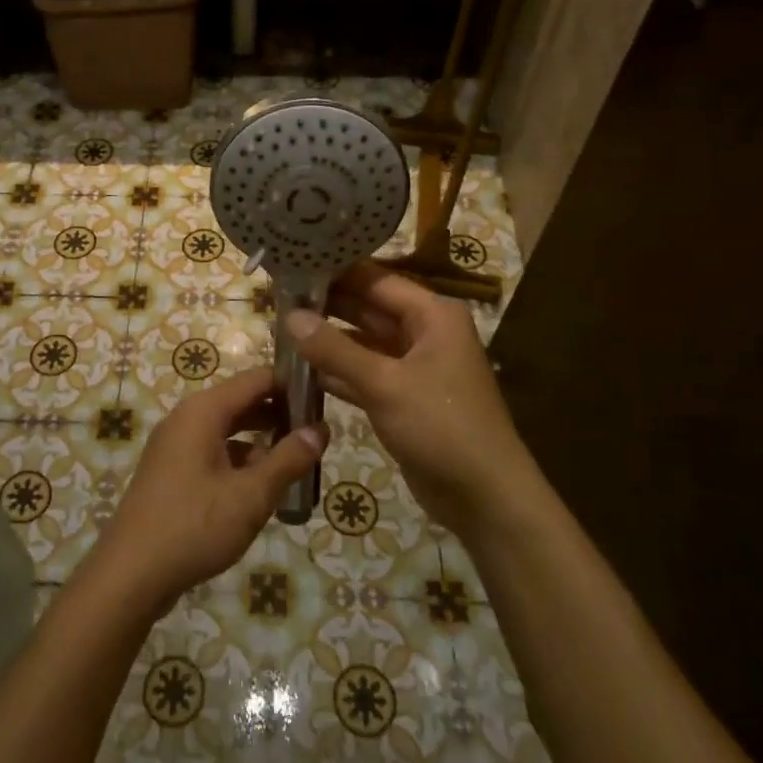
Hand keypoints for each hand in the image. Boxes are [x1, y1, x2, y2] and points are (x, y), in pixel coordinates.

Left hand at [89, 367, 326, 606]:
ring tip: (300, 458)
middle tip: (319, 431)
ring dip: (262, 439)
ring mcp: (175, 445)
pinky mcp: (172, 471)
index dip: (292, 384)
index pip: (256, 379)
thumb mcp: (251, 496)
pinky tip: (264, 485)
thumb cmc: (194, 526)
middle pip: (242, 401)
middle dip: (280, 413)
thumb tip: (321, 430)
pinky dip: (241, 460)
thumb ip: (288, 460)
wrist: (130, 574)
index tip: (324, 399)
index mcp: (203, 412)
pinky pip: (214, 451)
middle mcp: (187, 418)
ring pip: (228, 429)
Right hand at [285, 263, 534, 536]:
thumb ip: (335, 349)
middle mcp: (424, 333)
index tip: (292, 265)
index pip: (376, 280)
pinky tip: (299, 369)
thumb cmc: (441, 427)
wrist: (484, 497)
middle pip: (368, 308)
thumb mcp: (385, 384)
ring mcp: (413, 367)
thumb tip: (290, 316)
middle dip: (326, 306)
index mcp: (432, 315)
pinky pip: (364, 374)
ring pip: (363, 343)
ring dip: (327, 340)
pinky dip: (337, 372)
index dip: (335, 272)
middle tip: (277, 298)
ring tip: (279, 328)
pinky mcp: (403, 398)